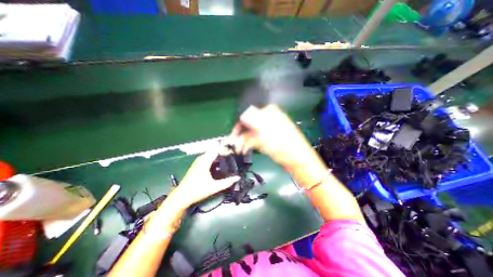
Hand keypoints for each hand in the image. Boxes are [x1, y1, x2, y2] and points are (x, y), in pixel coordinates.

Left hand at [169, 146, 239, 208]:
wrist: (182, 196)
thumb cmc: (197, 190)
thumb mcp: (214, 187)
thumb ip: (227, 182)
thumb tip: (237, 178)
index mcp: (205, 161)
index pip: (216, 149)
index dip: (225, 148)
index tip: (233, 148)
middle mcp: (201, 159)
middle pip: (214, 151)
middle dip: (223, 151)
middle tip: (232, 154)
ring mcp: (198, 162)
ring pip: (210, 154)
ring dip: (218, 155)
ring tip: (228, 157)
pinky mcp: (197, 165)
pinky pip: (208, 158)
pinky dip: (214, 158)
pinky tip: (219, 163)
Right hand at [229, 105, 327, 185]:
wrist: (297, 159)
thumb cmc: (283, 144)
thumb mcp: (267, 132)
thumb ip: (253, 121)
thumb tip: (242, 114)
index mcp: (269, 113)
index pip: (249, 115)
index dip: (240, 124)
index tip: (233, 134)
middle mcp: (268, 119)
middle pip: (250, 124)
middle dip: (241, 134)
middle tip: (233, 143)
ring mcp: (269, 129)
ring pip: (252, 133)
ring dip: (244, 141)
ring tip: (239, 149)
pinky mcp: (269, 138)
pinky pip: (256, 139)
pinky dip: (250, 144)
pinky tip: (245, 149)